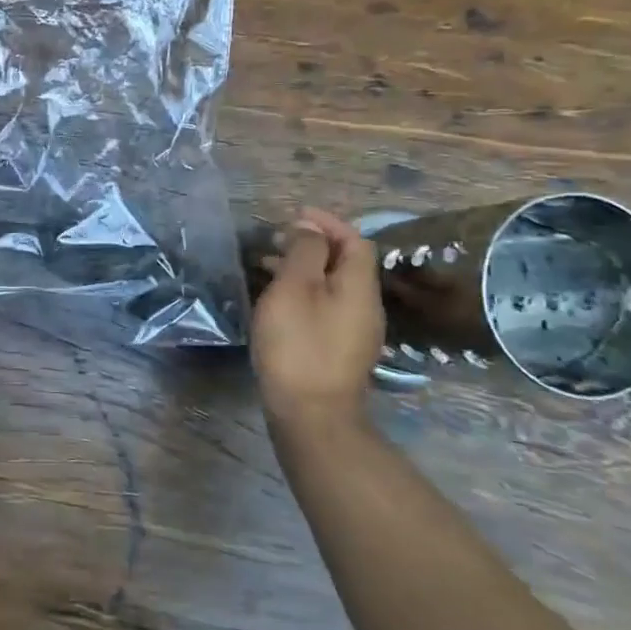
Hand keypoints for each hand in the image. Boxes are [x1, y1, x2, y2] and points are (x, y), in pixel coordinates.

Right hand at [251, 207, 384, 437]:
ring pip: (332, 287)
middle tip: (274, 240)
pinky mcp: (339, 351)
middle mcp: (365, 306)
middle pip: (344, 263)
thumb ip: (305, 252)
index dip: (327, 222)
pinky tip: (276, 303)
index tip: (295, 215)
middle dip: (312, 245)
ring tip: (265, 267)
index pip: (354, 240)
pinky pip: (324, 307)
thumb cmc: (298, 344)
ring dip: (303, 270)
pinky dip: (302, 293)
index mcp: (358, 286)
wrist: (311, 414)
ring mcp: (354, 332)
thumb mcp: (294, 288)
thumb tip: (311, 227)